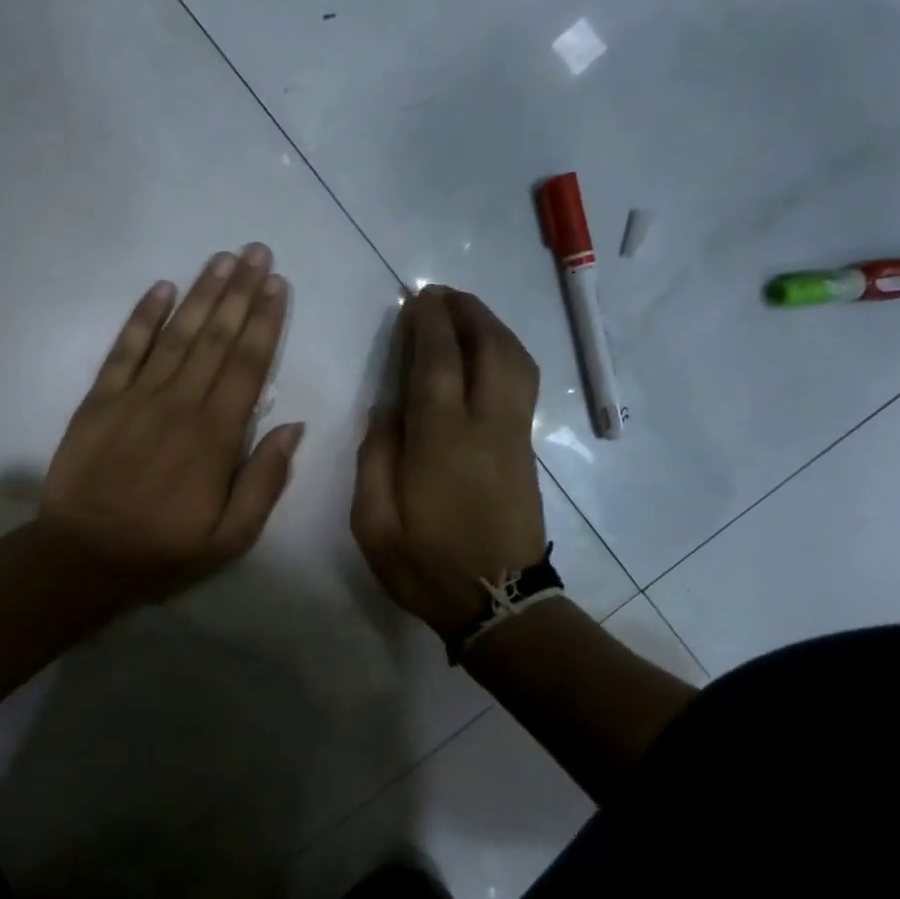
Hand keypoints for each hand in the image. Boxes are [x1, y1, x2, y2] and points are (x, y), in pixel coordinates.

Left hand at [41, 244, 304, 601]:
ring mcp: (137, 396)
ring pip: (177, 333)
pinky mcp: (100, 398)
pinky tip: (160, 287)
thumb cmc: (163, 547)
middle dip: (241, 292)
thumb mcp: (231, 536)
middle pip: (216, 338)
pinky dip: (142, 316)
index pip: (248, 365)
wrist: (85, 553)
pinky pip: (125, 348)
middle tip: (257, 252)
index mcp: (217, 435)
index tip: (278, 285)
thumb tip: (294, 427)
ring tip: (222, 259)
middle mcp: (180, 403)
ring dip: (201, 293)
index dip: (266, 322)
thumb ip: (266, 480)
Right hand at [352, 286, 547, 640]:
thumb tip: (388, 410)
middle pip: (489, 349)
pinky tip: (486, 353)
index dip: (428, 325)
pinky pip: (522, 383)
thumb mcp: (374, 524)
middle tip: (441, 295)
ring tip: (464, 314)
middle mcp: (485, 427)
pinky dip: (505, 353)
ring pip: (516, 362)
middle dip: (467, 313)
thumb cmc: (427, 567)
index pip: (437, 364)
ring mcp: (513, 437)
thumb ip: (375, 459)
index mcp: (442, 443)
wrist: (498, 603)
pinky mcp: (526, 450)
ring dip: (492, 328)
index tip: (417, 298)